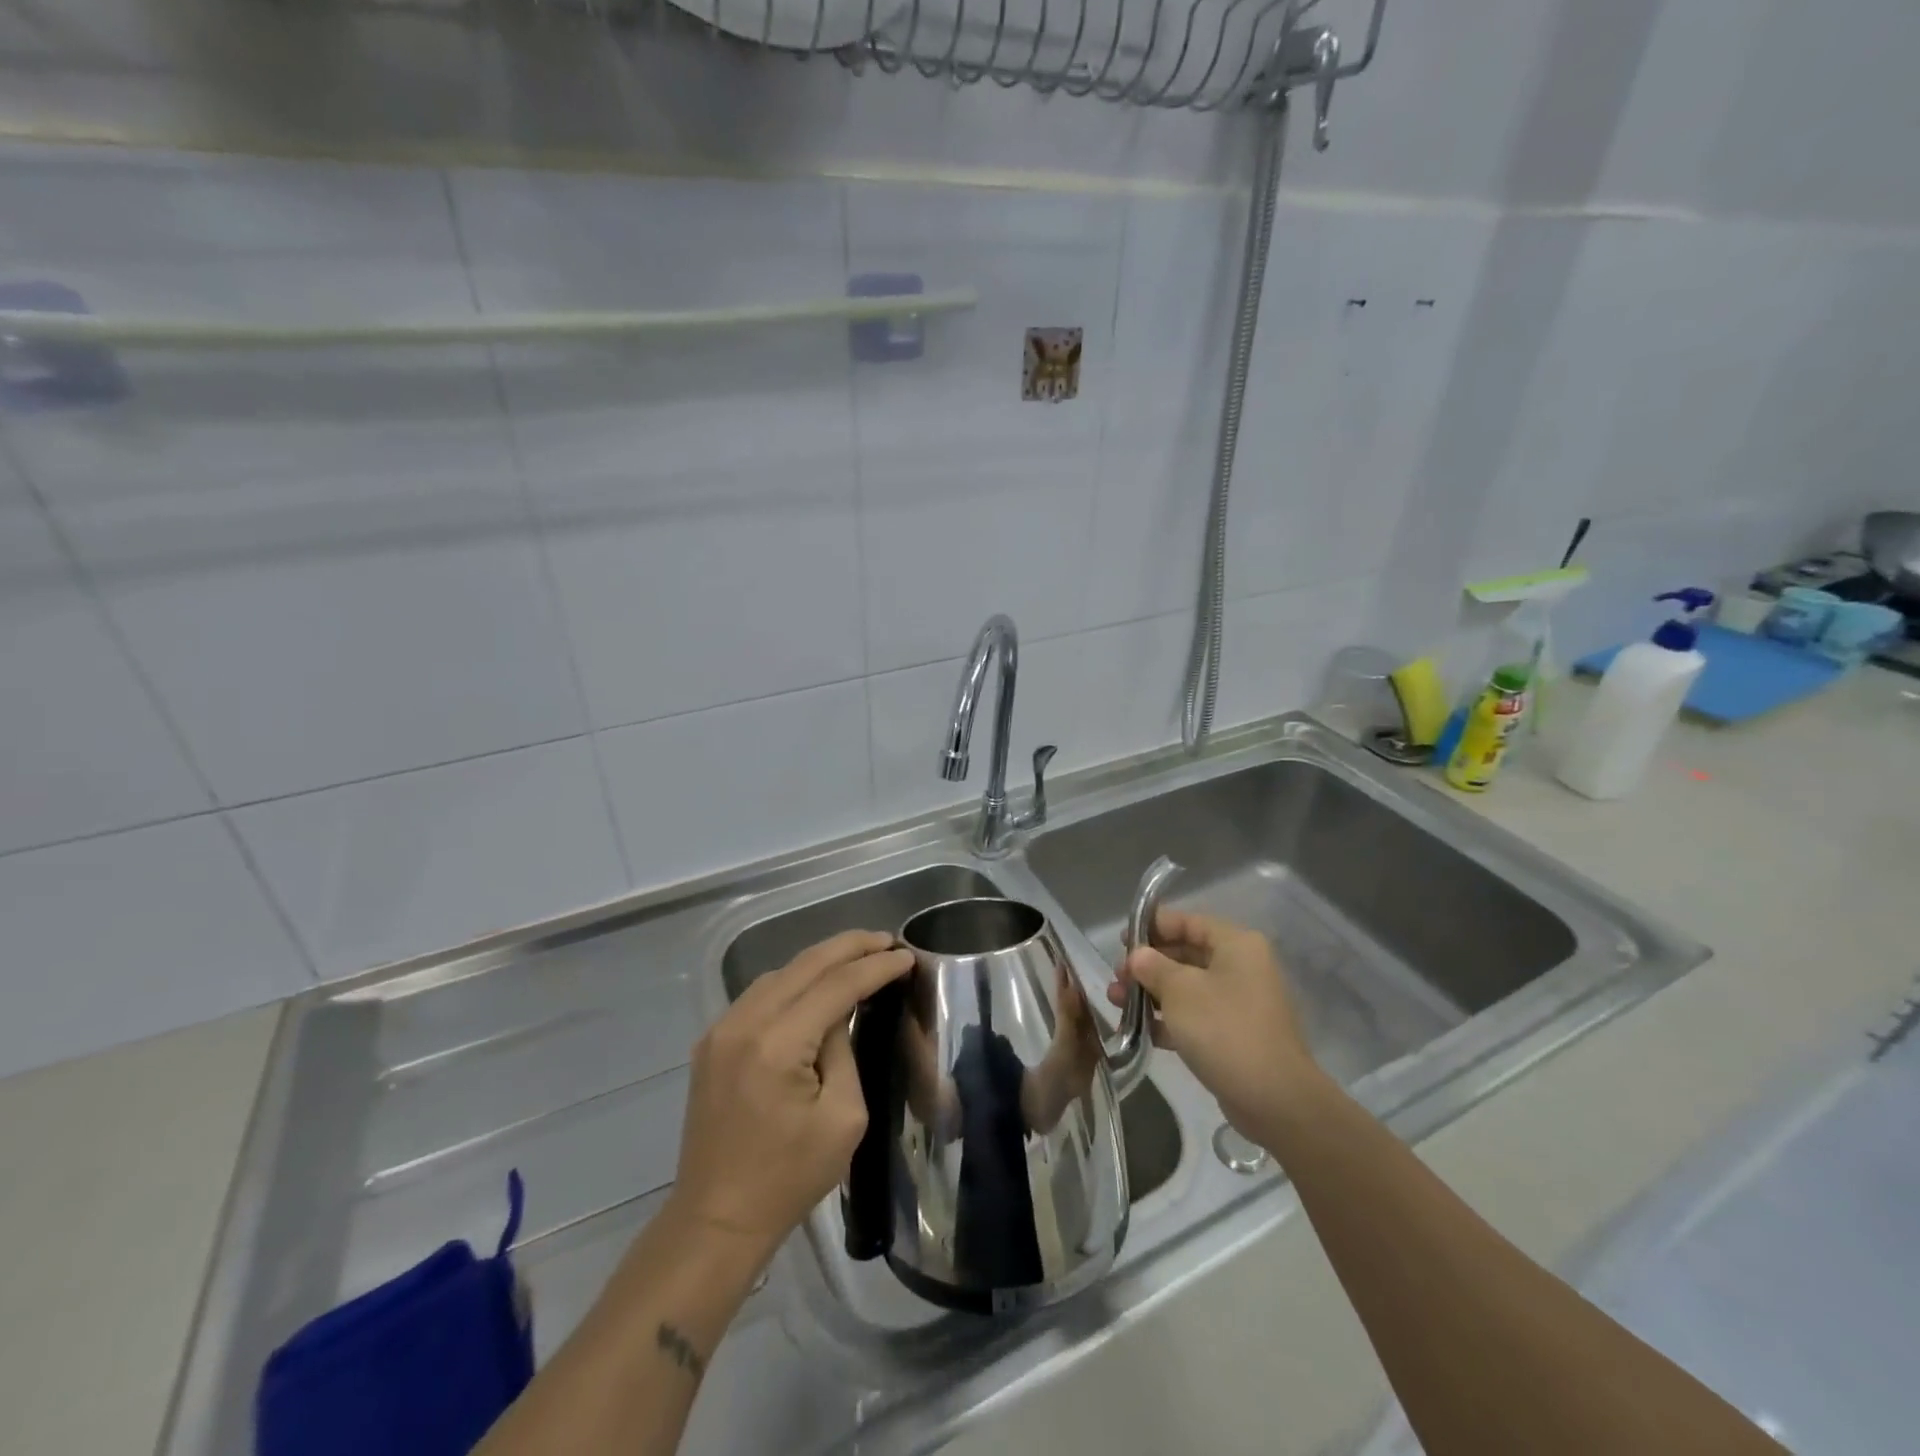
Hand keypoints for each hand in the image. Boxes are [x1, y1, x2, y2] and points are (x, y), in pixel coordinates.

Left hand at [671, 931, 911, 1265]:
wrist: (716, 1219)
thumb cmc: (788, 1178)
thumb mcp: (842, 1118)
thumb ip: (844, 1052)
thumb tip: (837, 1017)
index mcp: (777, 1045)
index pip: (836, 985)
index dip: (875, 967)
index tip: (906, 955)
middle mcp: (744, 1023)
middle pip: (804, 964)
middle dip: (850, 946)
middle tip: (887, 940)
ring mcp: (721, 1030)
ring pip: (780, 973)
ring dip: (821, 960)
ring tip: (858, 956)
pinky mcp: (712, 1042)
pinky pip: (760, 994)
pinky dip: (794, 981)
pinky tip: (816, 985)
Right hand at [1108, 908, 1323, 1140]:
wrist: (1275, 1100)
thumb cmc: (1224, 1030)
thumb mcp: (1180, 991)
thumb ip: (1153, 967)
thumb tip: (1138, 955)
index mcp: (1236, 945)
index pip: (1188, 922)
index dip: (1152, 927)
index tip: (1121, 940)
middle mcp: (1241, 967)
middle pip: (1185, 954)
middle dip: (1147, 965)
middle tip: (1116, 978)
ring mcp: (1239, 1003)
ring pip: (1187, 987)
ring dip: (1152, 993)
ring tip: (1116, 1003)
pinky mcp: (1234, 1035)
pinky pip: (1195, 1016)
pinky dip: (1169, 1019)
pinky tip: (1139, 1030)